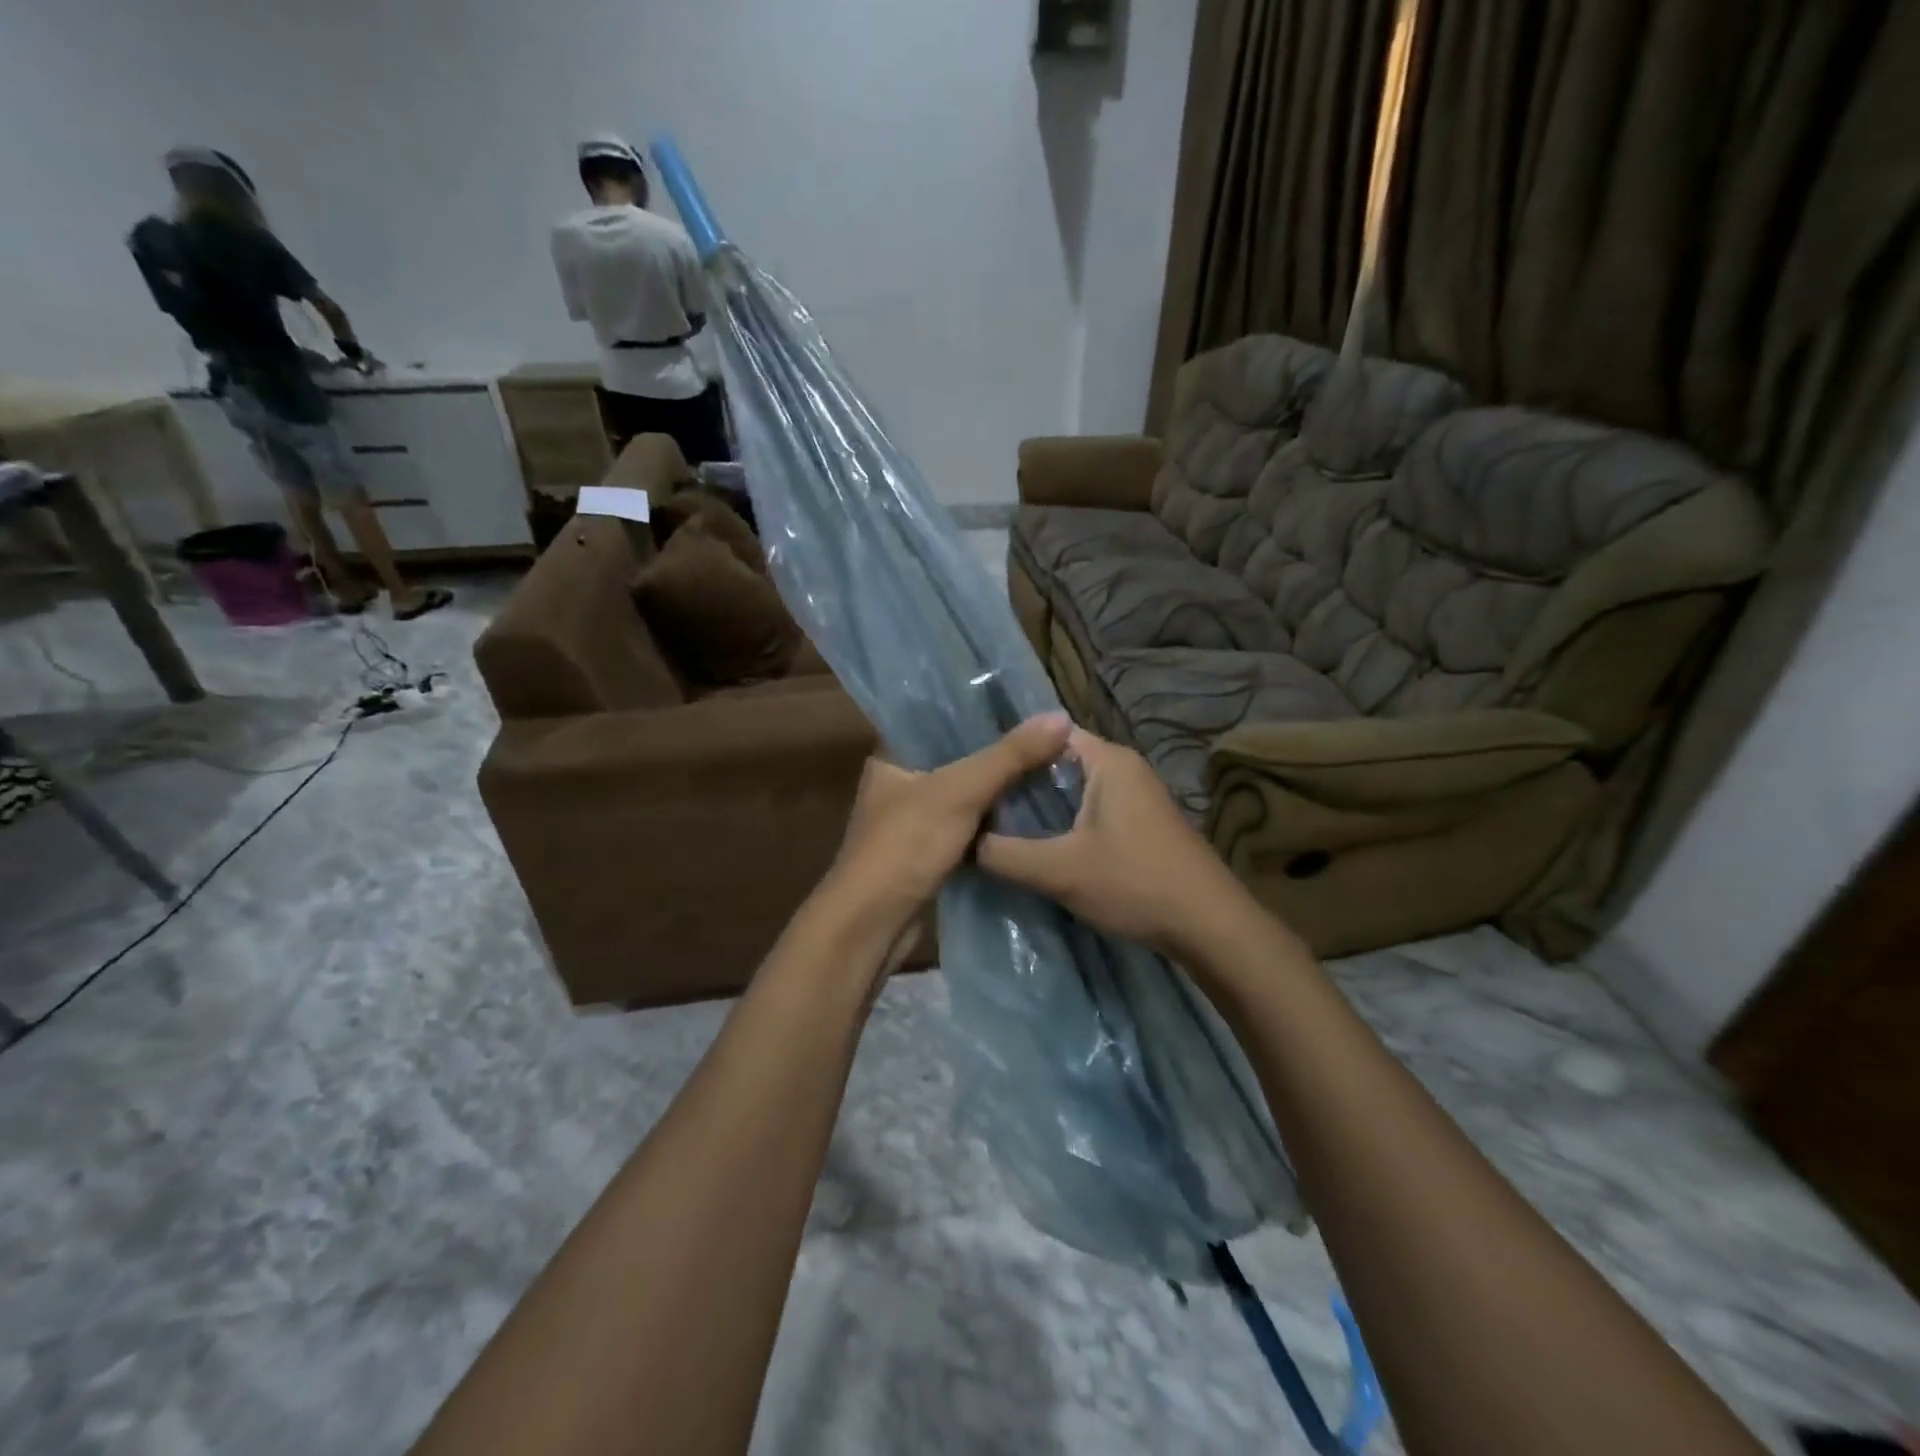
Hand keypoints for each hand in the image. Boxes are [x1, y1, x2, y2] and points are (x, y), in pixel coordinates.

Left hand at [819, 713, 1073, 943]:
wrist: (872, 926)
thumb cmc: (905, 846)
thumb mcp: (960, 792)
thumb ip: (1010, 755)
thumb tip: (1060, 717)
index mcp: (893, 756)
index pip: (940, 719)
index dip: (982, 711)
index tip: (1028, 705)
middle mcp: (901, 783)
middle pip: (958, 758)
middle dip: (1000, 753)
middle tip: (1050, 739)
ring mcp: (914, 821)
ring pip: (966, 796)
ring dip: (1000, 791)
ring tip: (1050, 770)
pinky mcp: (928, 854)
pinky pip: (969, 829)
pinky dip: (994, 825)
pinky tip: (1032, 815)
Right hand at [977, 726, 1262, 959]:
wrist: (1210, 926)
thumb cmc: (1134, 884)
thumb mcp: (1059, 871)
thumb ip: (1005, 854)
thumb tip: (963, 841)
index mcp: (1108, 761)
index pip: (1048, 734)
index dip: (1011, 752)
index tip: (980, 778)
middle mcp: (1125, 768)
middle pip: (1059, 762)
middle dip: (1022, 783)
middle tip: (982, 805)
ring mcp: (1137, 796)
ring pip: (1076, 789)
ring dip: (1043, 806)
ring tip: (1002, 825)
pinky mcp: (1142, 823)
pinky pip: (1092, 809)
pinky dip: (1065, 821)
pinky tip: (1043, 846)